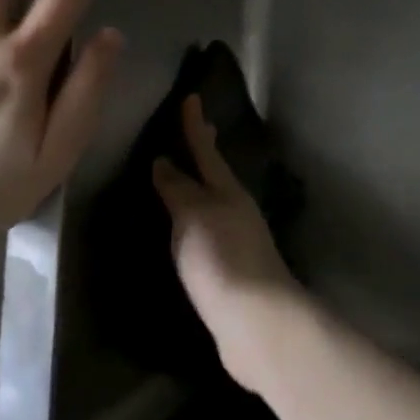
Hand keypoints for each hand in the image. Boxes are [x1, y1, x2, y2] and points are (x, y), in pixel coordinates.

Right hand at [152, 95, 307, 390]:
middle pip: (215, 173)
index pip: (206, 150)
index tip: (191, 97)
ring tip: (182, 175)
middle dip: (203, 151)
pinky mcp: (230, 271)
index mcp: (228, 191)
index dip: (195, 125)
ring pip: (213, 201)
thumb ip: (178, 188)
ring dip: (199, 185)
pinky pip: (207, 231)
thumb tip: (164, 162)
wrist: (255, 323)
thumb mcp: (194, 215)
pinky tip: (185, 228)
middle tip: (194, 129)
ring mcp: (236, 241)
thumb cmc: (222, 258)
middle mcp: (235, 210)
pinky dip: (195, 219)